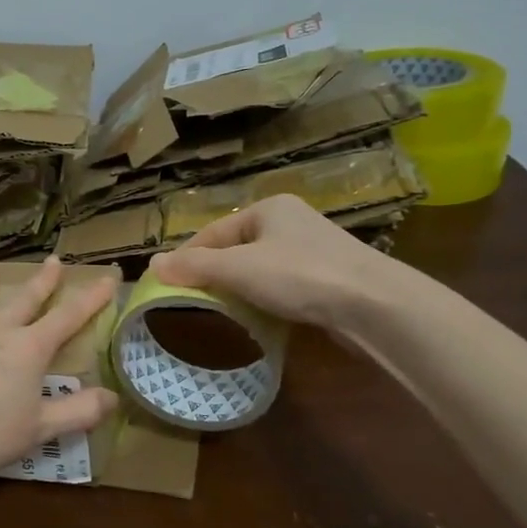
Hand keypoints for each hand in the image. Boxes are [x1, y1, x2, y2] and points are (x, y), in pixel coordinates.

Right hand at [148, 194, 405, 330]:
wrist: (375, 305)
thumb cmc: (300, 275)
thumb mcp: (238, 268)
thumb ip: (195, 266)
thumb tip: (152, 264)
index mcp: (269, 208)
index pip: (214, 231)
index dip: (187, 257)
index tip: (167, 285)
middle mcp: (291, 222)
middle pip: (237, 249)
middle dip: (214, 275)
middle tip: (192, 302)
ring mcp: (314, 250)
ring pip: (261, 269)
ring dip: (240, 290)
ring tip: (221, 313)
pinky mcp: (329, 279)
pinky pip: (284, 286)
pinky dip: (267, 300)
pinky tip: (260, 319)